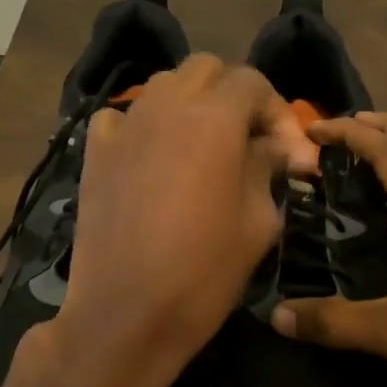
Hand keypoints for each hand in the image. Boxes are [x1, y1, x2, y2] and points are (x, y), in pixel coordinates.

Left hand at [29, 54, 318, 386]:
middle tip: (250, 141)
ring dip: (192, 104)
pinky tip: (154, 156)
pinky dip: (144, 125)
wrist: (125, 316)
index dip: (279, 113)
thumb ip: (267, 168)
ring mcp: (124, 126)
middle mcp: (166, 107)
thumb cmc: (204, 273)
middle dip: (234, 95)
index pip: (253, 83)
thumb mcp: (258, 222)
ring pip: (164, 86)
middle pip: (206, 70)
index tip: (291, 157)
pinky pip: (122, 116)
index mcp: (213, 119)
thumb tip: (274, 147)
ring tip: (205, 146)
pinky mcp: (95, 152)